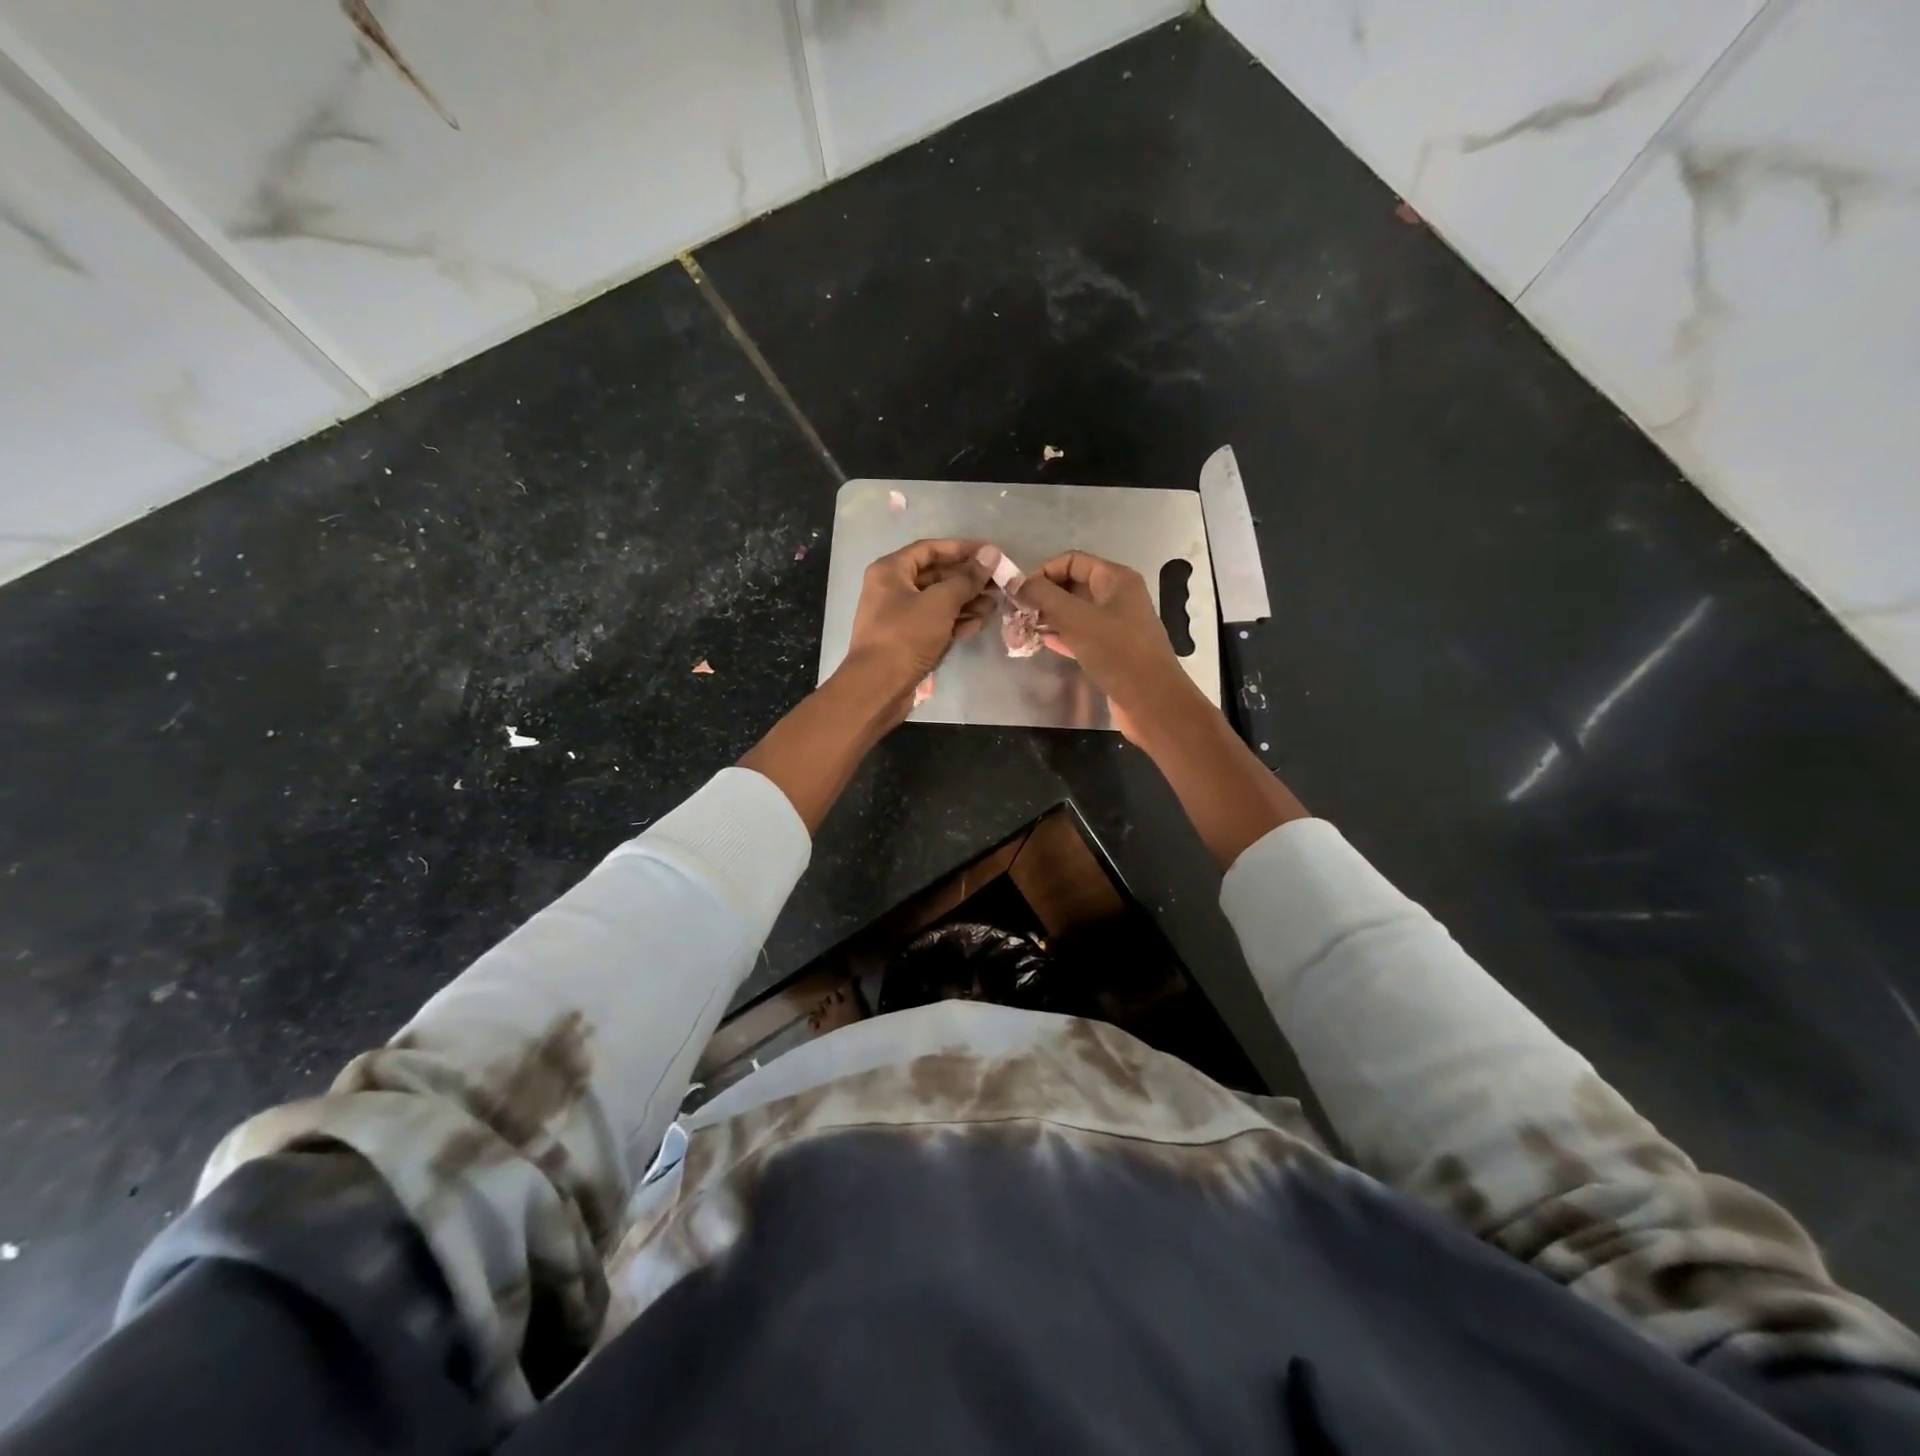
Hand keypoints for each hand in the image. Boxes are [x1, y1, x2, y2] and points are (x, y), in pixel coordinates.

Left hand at [841, 538, 997, 707]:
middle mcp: (892, 589)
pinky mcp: (907, 640)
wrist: (878, 687)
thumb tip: (991, 554)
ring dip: (967, 601)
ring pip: (938, 601)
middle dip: (968, 579)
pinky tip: (979, 624)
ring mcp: (899, 616)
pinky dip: (956, 621)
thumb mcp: (940, 602)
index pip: (931, 549)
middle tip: (999, 583)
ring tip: (994, 605)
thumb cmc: (906, 636)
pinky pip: (935, 623)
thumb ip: (967, 578)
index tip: (991, 554)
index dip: (962, 549)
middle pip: (936, 576)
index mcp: (891, 570)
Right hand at [1012, 551, 1202, 742]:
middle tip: (1017, 612)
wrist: (1151, 701)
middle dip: (1045, 596)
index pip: (1072, 561)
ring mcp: (1117, 624)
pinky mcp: (1113, 650)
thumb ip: (1044, 597)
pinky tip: (1043, 642)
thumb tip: (1016, 581)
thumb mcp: (1077, 619)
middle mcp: (1118, 597)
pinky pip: (1082, 635)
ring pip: (1076, 612)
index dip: (1044, 572)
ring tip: (1024, 627)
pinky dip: (1063, 635)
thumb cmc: (1117, 653)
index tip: (1020, 592)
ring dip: (1050, 617)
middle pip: (1073, 585)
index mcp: (1116, 579)